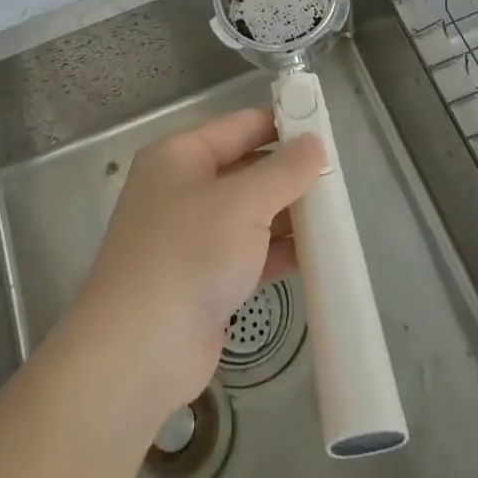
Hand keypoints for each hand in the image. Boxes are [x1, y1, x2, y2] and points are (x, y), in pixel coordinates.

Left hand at [74, 109, 323, 417]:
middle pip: (246, 169)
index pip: (240, 126)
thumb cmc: (188, 256)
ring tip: (336, 217)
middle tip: (339, 180)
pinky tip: (316, 256)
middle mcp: (182, 188)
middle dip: (290, 175)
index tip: (326, 131)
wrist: (138, 352)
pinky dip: (278, 252)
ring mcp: (191, 236)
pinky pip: (249, 252)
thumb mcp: (242, 203)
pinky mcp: (203, 278)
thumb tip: (314, 143)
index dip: (282, 124)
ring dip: (288, 215)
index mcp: (180, 156)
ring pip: (250, 213)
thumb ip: (284, 170)